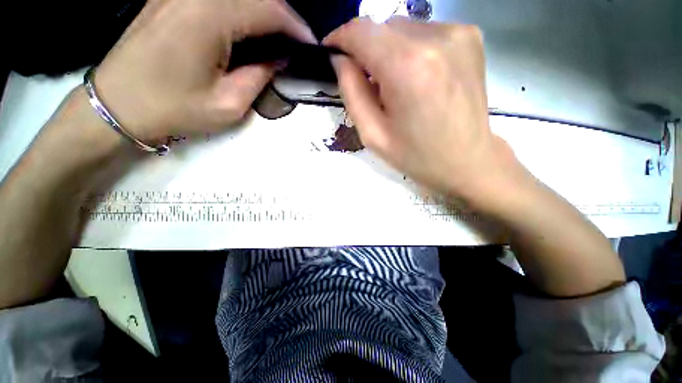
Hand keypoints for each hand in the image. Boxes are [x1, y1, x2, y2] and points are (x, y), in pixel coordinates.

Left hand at [95, 0, 315, 142]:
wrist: (118, 104)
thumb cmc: (174, 109)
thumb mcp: (229, 104)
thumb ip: (260, 76)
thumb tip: (279, 58)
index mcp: (209, 17)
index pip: (269, 9)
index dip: (296, 26)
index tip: (312, 45)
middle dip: (283, 16)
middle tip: (296, 42)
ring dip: (263, 11)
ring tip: (277, 38)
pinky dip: (242, 9)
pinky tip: (248, 29)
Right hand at [324, 17, 520, 201]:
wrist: (468, 160)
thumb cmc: (416, 156)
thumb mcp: (373, 135)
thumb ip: (351, 92)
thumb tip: (341, 59)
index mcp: (407, 68)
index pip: (361, 31)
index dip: (340, 38)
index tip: (332, 53)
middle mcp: (435, 39)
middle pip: (382, 27)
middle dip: (367, 51)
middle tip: (369, 84)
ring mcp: (458, 34)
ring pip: (403, 29)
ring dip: (389, 52)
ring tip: (396, 86)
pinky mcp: (470, 37)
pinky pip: (425, 33)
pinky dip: (411, 51)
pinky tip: (418, 79)